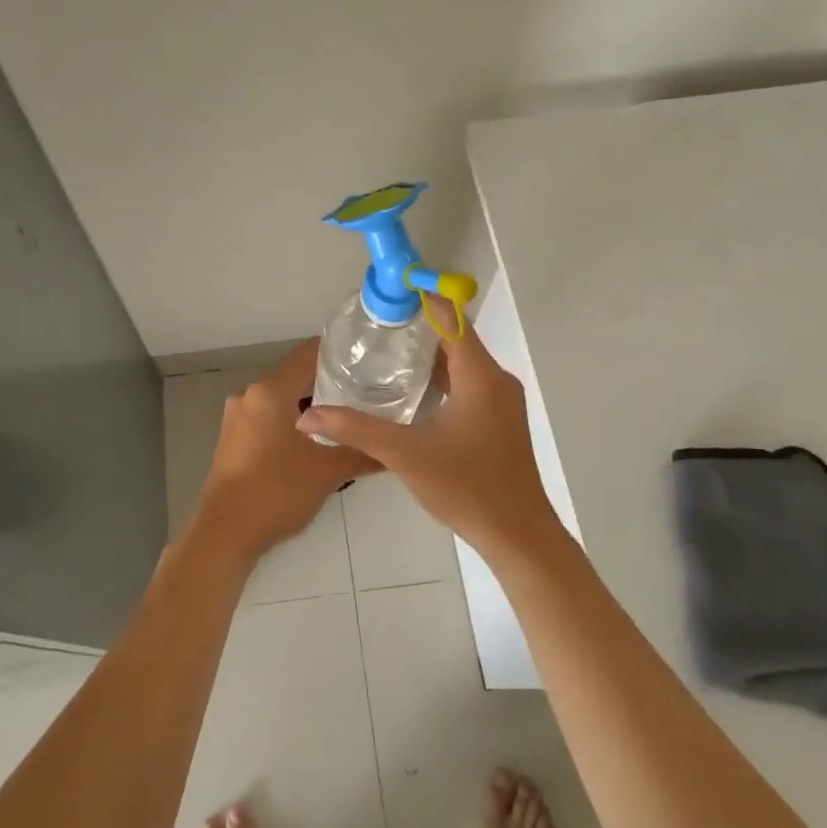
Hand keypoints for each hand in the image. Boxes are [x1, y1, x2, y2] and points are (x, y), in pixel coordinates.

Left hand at [193, 339, 380, 566]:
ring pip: (282, 396)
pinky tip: (318, 435)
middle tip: (367, 386)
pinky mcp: (235, 436)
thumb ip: (362, 453)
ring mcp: (238, 416)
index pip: (309, 353)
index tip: (367, 356)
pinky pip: (270, 414)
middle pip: (295, 373)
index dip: (339, 351)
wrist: (226, 535)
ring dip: (311, 401)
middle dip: (329, 379)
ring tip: (349, 411)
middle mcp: (250, 394)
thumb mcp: (328, 472)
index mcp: (270, 391)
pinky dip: (293, 417)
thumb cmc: (276, 494)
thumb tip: (394, 447)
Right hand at [295, 317, 560, 562]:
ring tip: (386, 352)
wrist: (519, 536)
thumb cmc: (467, 488)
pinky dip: (442, 378)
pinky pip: (469, 384)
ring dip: (429, 354)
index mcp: (480, 376)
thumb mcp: (405, 455)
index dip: (422, 299)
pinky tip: (412, 391)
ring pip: (463, 363)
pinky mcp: (500, 420)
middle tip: (375, 325)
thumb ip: (356, 429)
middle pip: (456, 338)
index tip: (389, 290)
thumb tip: (307, 417)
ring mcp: (502, 401)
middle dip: (418, 327)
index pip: (451, 319)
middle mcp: (496, 380)